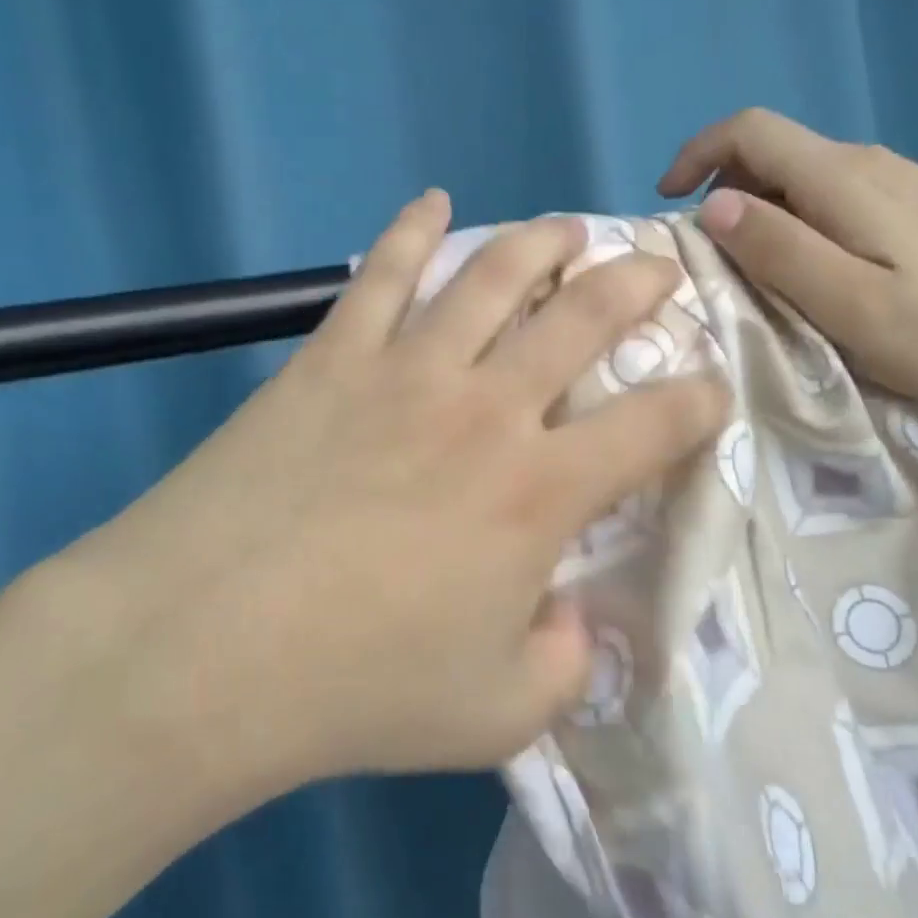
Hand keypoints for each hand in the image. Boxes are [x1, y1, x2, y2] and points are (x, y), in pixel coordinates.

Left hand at [58, 192, 730, 784]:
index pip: (653, 426)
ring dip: (543, 243)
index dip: (699, 401)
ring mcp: (406, 370)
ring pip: (493, 276)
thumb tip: (575, 618)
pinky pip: (381, 274)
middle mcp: (487, 409)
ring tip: (570, 228)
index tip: (712, 389)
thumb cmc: (358, 688)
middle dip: (638, 286)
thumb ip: (561, 665)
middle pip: (584, 319)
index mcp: (539, 492)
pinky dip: (412, 229)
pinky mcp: (332, 356)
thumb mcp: (495, 714)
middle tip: (659, 269)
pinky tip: (434, 202)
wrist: (205, 647)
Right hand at [658, 108, 917, 414]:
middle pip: (772, 149)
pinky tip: (810, 262)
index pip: (751, 130)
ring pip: (799, 171)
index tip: (668, 200)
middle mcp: (866, 162)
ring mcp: (894, 178)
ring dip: (758, 205)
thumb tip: (712, 205)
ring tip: (754, 265)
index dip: (698, 153)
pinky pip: (829, 190)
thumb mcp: (843, 301)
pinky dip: (794, 214)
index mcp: (842, 178)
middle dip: (723, 187)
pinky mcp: (910, 202)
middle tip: (712, 252)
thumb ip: (776, 248)